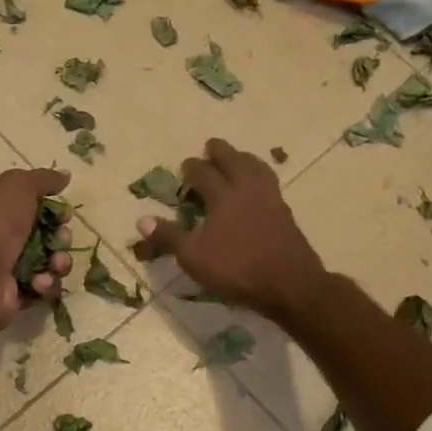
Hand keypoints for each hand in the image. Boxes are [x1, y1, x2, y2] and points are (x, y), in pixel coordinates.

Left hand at [0, 167, 72, 331]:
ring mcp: (6, 270)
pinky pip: (43, 288)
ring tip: (55, 264)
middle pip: (44, 236)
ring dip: (58, 263)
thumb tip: (65, 175)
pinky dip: (45, 284)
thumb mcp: (17, 187)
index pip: (30, 207)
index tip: (64, 213)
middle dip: (60, 237)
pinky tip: (38, 282)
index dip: (52, 210)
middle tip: (61, 238)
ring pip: (49, 264)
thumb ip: (43, 179)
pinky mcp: (16, 296)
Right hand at [131, 139, 326, 321]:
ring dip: (244, 159)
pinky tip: (259, 187)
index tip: (185, 165)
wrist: (289, 284)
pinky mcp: (286, 214)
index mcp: (223, 197)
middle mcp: (247, 190)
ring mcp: (271, 200)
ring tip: (238, 158)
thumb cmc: (237, 269)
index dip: (192, 168)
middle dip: (220, 152)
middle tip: (211, 146)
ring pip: (257, 168)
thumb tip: (142, 220)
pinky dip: (261, 176)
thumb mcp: (194, 257)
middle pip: (234, 161)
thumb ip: (169, 237)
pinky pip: (271, 184)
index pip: (204, 173)